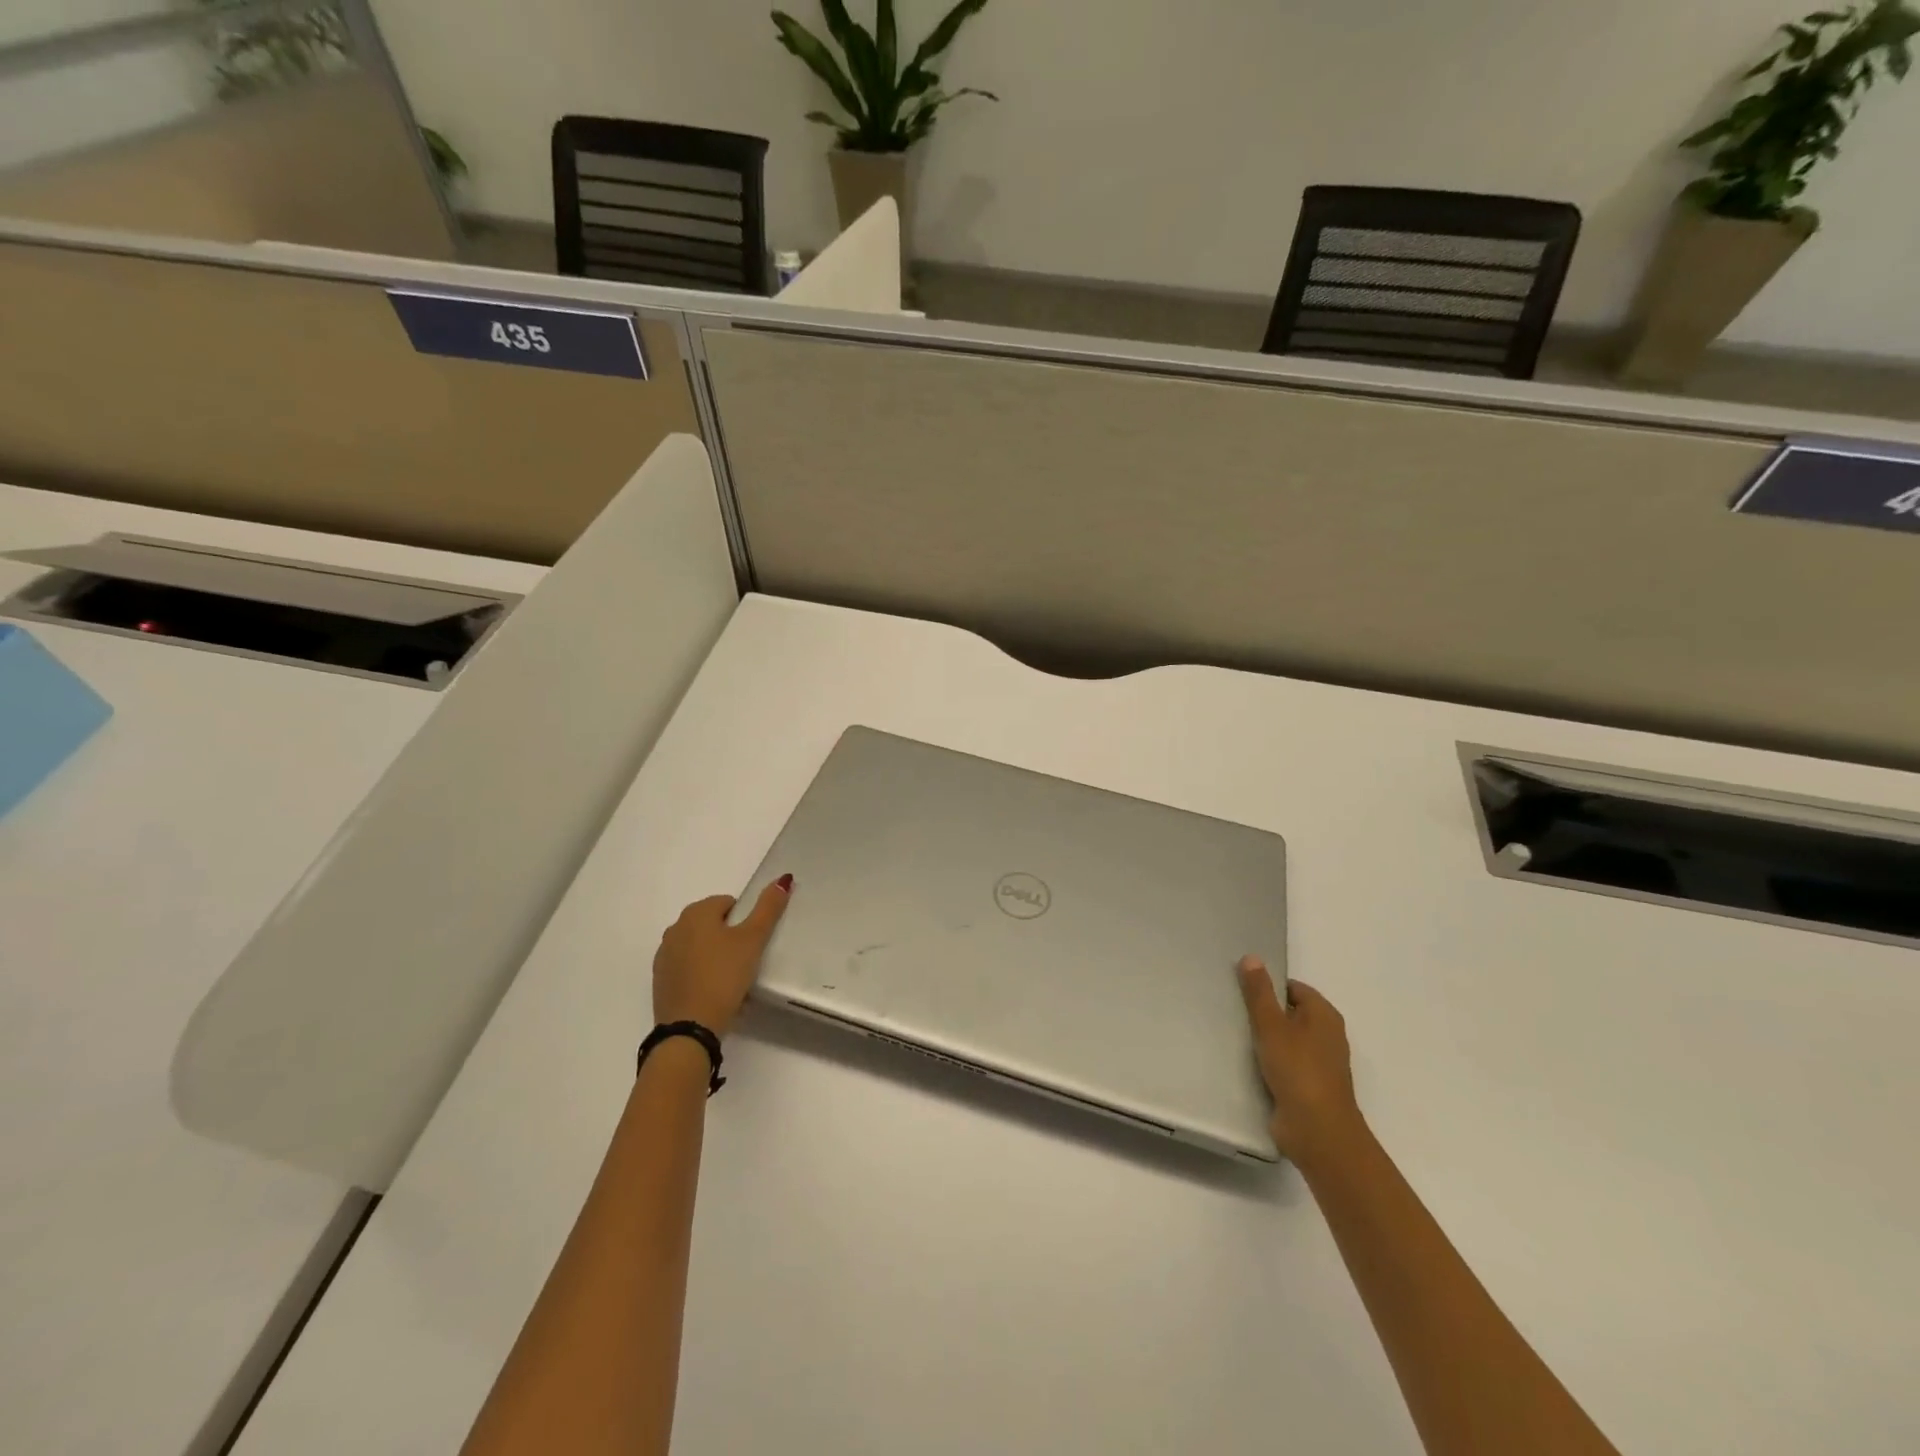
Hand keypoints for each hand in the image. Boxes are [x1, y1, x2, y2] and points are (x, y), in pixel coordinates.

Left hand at [652, 877, 791, 1035]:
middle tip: (745, 963)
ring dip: (715, 957)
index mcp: (696, 913)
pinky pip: (688, 968)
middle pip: (713, 924)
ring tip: (732, 981)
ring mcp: (664, 955)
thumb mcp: (753, 939)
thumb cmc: (724, 976)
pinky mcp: (661, 981)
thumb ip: (768, 907)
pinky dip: (701, 974)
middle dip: (730, 939)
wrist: (690, 1028)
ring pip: (700, 947)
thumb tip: (784, 878)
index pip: (728, 903)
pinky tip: (714, 993)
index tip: (752, 944)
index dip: (745, 921)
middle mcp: (675, 928)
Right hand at [1236, 957, 1364, 1166]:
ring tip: (1235, 1036)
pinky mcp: (1309, 1088)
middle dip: (1265, 1013)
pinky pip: (1285, 1065)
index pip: (1293, 988)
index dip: (1269, 987)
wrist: (1317, 1132)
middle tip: (1234, 1011)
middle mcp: (1327, 1036)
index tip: (1241, 991)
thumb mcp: (1271, 1024)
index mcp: (1324, 1015)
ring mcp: (1320, 1064)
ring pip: (1287, 1041)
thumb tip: (1252, 957)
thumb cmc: (1297, 1070)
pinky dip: (1270, 1063)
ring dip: (1266, 1040)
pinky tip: (1247, 1064)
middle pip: (1290, 1014)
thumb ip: (1259, 992)